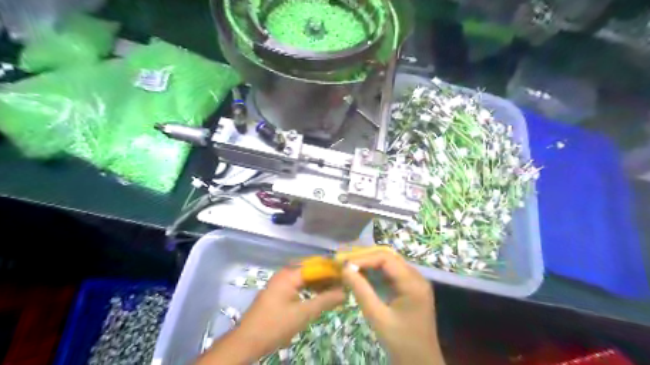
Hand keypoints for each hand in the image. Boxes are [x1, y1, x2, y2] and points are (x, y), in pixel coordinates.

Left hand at [200, 266, 344, 363]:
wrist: (247, 342)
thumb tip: (345, 292)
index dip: (333, 269)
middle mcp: (285, 273)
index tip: (348, 274)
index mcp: (289, 274)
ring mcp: (281, 282)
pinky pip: (299, 284)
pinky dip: (311, 288)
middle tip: (344, 282)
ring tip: (336, 288)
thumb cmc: (275, 326)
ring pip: (305, 277)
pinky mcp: (279, 291)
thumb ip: (325, 300)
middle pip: (311, 269)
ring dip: (320, 282)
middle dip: (328, 275)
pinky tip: (321, 294)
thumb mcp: (303, 314)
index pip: (316, 265)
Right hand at [342, 250, 443, 363]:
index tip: (345, 264)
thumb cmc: (401, 342)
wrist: (421, 363)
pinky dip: (376, 272)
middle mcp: (417, 277)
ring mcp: (415, 282)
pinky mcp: (411, 288)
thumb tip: (345, 269)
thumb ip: (361, 291)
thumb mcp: (378, 317)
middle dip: (366, 257)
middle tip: (345, 262)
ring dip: (370, 263)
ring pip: (390, 263)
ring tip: (350, 266)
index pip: (386, 258)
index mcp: (413, 283)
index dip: (364, 258)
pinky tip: (363, 275)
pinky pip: (392, 273)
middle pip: (389, 257)